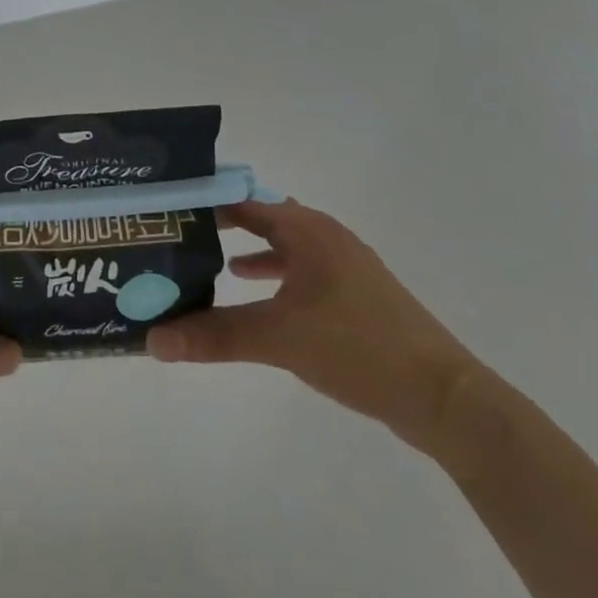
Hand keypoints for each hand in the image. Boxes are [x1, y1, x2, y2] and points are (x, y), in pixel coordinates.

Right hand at [147, 198, 480, 451]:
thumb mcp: (279, 339)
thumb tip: (152, 340)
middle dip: (221, 224)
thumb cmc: (359, 348)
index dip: (205, 200)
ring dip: (246, 249)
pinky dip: (271, 275)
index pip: (243, 199)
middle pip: (261, 217)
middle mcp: (325, 236)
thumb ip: (214, 335)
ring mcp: (343, 266)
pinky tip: (252, 295)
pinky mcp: (354, 296)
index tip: (167, 208)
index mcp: (307, 229)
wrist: (444, 399)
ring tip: (206, 262)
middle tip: (178, 235)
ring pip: (282, 245)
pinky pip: (299, 271)